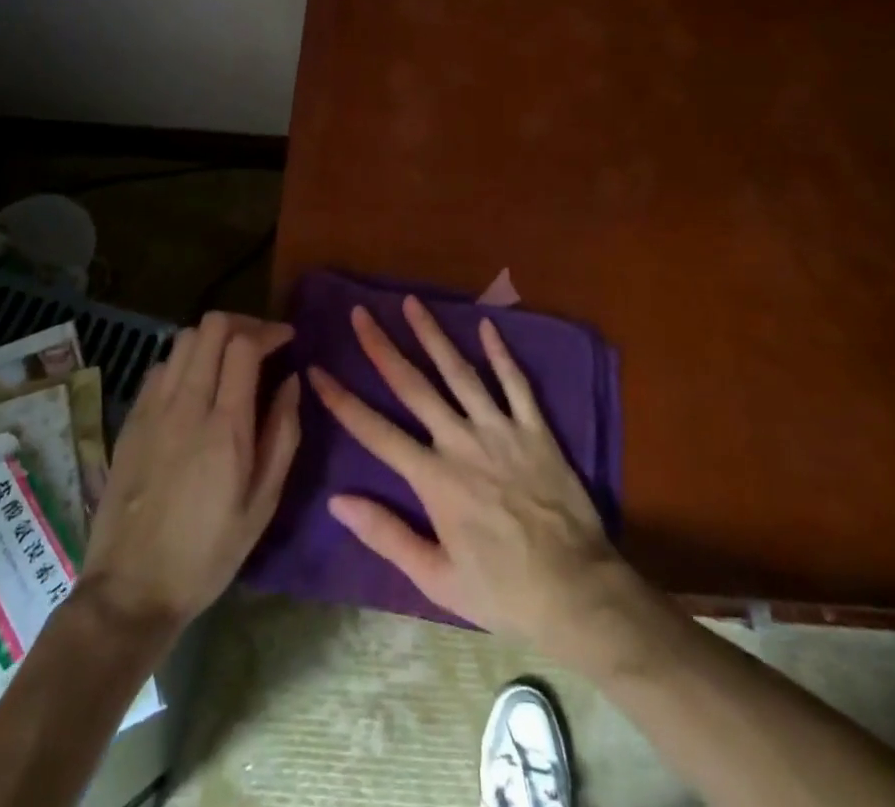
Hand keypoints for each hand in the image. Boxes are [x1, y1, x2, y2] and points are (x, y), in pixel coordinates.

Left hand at [80, 312, 300, 630]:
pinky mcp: (131, 420)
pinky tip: (196, 386)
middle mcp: (185, 405)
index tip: (288, 339)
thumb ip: (283, 434)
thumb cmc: (208, 553)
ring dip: (213, 338)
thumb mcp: (263, 504)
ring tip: (231, 361)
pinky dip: (185, 360)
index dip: (269, 331)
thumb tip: (292, 382)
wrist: (131, 590)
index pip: (244, 345)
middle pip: (211, 327)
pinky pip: (161, 365)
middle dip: (243, 324)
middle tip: (262, 344)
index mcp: (224, 426)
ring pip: (183, 338)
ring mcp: (152, 409)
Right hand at [308, 297, 623, 652]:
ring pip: (460, 372)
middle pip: (414, 386)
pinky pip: (516, 383)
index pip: (376, 431)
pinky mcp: (535, 428)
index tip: (317, 370)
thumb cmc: (501, 591)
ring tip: (412, 302)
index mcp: (433, 479)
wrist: (577, 591)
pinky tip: (487, 324)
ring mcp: (500, 429)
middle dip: (383, 347)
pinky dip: (501, 352)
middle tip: (361, 313)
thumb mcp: (436, 579)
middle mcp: (461, 442)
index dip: (342, 400)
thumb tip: (336, 501)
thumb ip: (386, 535)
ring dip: (433, 335)